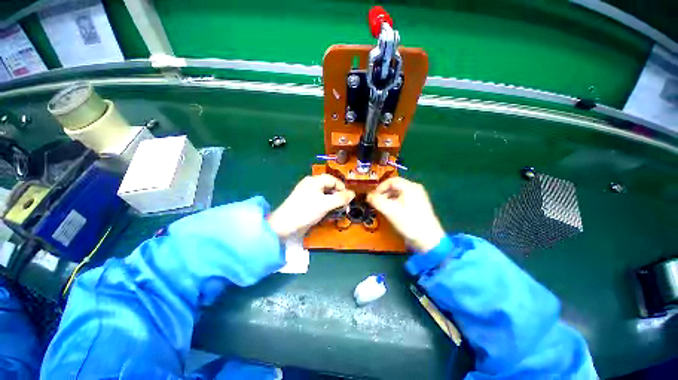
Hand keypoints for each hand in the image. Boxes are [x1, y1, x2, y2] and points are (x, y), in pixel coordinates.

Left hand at [268, 174, 354, 238]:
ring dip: (333, 202)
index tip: (349, 199)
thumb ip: (340, 198)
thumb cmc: (306, 211)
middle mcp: (311, 185)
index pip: (333, 180)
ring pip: (325, 195)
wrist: (285, 226)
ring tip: (338, 211)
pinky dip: (326, 206)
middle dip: (338, 196)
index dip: (342, 188)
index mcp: (314, 181)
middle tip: (344, 207)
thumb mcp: (326, 204)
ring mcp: (307, 194)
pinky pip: (320, 202)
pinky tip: (329, 213)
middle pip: (329, 187)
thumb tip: (353, 194)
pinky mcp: (306, 204)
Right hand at [367, 177, 444, 251]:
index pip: (391, 181)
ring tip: (382, 208)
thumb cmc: (409, 222)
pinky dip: (394, 203)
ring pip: (398, 194)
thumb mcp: (390, 211)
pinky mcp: (418, 206)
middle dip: (383, 194)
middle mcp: (415, 189)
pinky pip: (402, 200)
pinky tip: (391, 212)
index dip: (380, 187)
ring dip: (388, 199)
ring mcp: (418, 198)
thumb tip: (368, 196)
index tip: (373, 196)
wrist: (428, 240)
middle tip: (376, 202)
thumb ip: (377, 201)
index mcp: (410, 187)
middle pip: (395, 186)